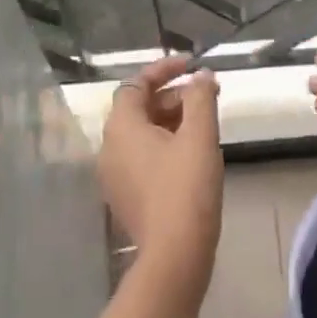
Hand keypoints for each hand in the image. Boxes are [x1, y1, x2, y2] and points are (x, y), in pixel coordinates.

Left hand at [99, 55, 223, 281]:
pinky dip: (164, 146)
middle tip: (207, 97)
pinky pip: (142, 158)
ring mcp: (114, 175)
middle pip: (138, 109)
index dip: (163, 70)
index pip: (136, 85)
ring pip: (141, 135)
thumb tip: (202, 76)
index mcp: (121, 128)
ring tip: (204, 124)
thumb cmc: (187, 188)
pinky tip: (191, 155)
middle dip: (172, 97)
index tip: (192, 65)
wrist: (175, 252)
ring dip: (170, 121)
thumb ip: (201, 99)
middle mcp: (109, 148)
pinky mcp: (125, 196)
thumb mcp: (200, 137)